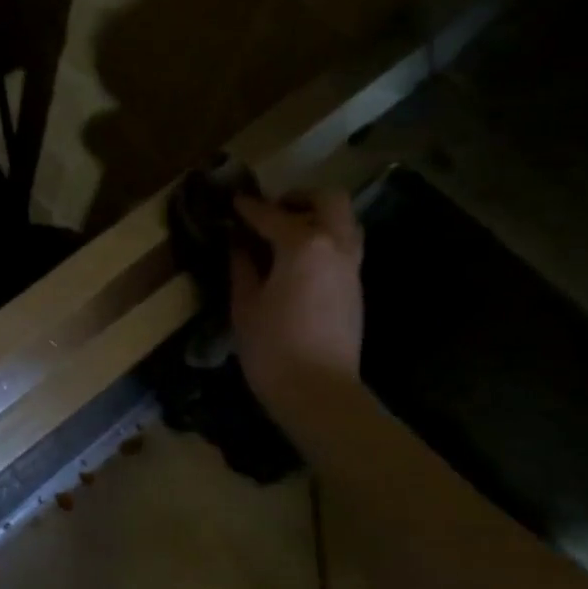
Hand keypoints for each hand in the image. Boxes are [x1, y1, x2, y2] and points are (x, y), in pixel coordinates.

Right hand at [231, 189, 364, 414]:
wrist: (318, 390)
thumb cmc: (271, 347)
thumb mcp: (244, 305)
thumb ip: (242, 267)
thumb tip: (238, 245)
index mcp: (303, 246)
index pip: (272, 215)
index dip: (248, 208)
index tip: (232, 202)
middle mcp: (335, 246)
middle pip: (328, 200)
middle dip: (299, 198)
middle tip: (271, 211)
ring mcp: (351, 266)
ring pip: (344, 222)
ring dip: (317, 218)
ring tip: (284, 234)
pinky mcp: (355, 287)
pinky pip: (344, 246)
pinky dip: (323, 241)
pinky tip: (296, 262)